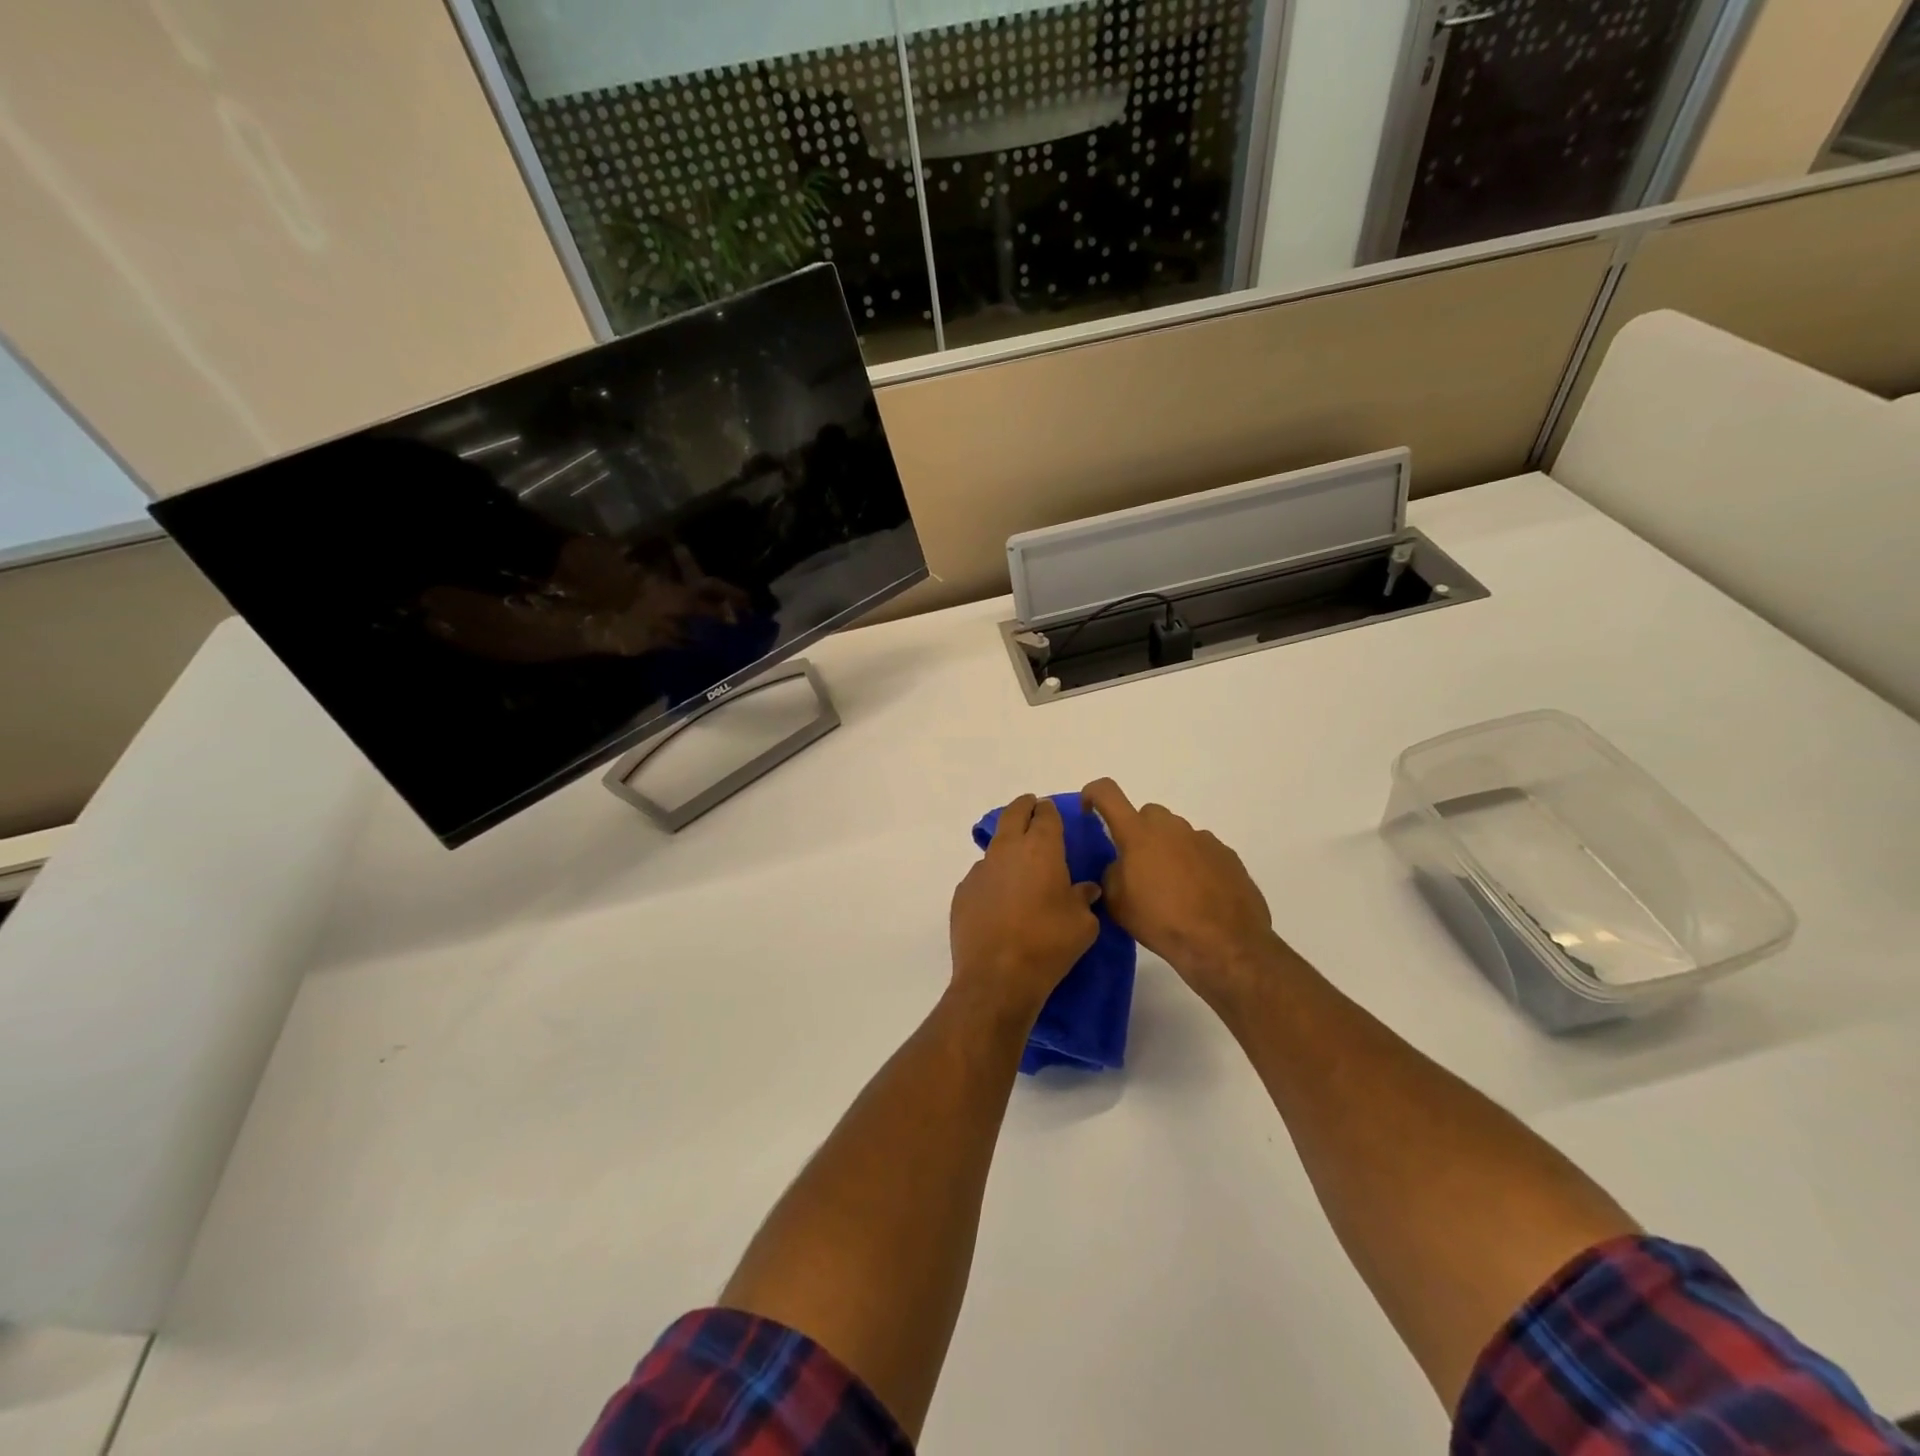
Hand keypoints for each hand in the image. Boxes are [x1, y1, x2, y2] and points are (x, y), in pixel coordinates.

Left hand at [950, 795, 1101, 1025]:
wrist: (997, 977)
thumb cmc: (1048, 944)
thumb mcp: (1083, 924)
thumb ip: (1084, 899)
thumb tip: (1085, 890)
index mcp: (1041, 849)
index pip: (1045, 815)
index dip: (1049, 811)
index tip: (1051, 812)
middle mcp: (1007, 850)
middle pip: (1013, 815)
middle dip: (1024, 808)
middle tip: (1031, 810)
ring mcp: (980, 870)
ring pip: (995, 846)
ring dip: (1008, 848)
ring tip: (1019, 867)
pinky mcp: (963, 892)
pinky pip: (982, 876)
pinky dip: (993, 878)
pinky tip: (1000, 900)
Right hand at [1080, 779, 1290, 1009]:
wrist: (1224, 944)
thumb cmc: (1162, 922)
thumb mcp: (1118, 904)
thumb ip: (1111, 874)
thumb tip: (1120, 865)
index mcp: (1138, 833)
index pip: (1107, 793)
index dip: (1093, 794)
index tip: (1089, 811)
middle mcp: (1171, 827)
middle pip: (1148, 815)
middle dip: (1138, 833)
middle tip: (1137, 866)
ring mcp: (1203, 839)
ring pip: (1176, 834)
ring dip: (1168, 851)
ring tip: (1171, 888)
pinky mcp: (1228, 856)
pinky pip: (1202, 851)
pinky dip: (1194, 865)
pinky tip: (1198, 896)